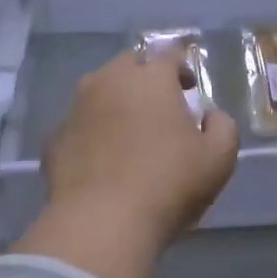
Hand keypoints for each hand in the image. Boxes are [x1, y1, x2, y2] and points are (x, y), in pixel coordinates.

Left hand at [14, 48, 238, 277]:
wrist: (102, 222)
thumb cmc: (168, 183)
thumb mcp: (219, 158)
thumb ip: (222, 127)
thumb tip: (210, 116)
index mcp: (149, 78)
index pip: (168, 54)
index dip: (182, 68)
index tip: (190, 88)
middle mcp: (106, 81)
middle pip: (129, 67)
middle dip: (145, 80)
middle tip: (160, 108)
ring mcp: (74, 109)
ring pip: (98, 93)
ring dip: (115, 104)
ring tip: (129, 134)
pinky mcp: (53, 139)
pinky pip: (79, 126)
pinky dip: (92, 134)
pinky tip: (101, 161)